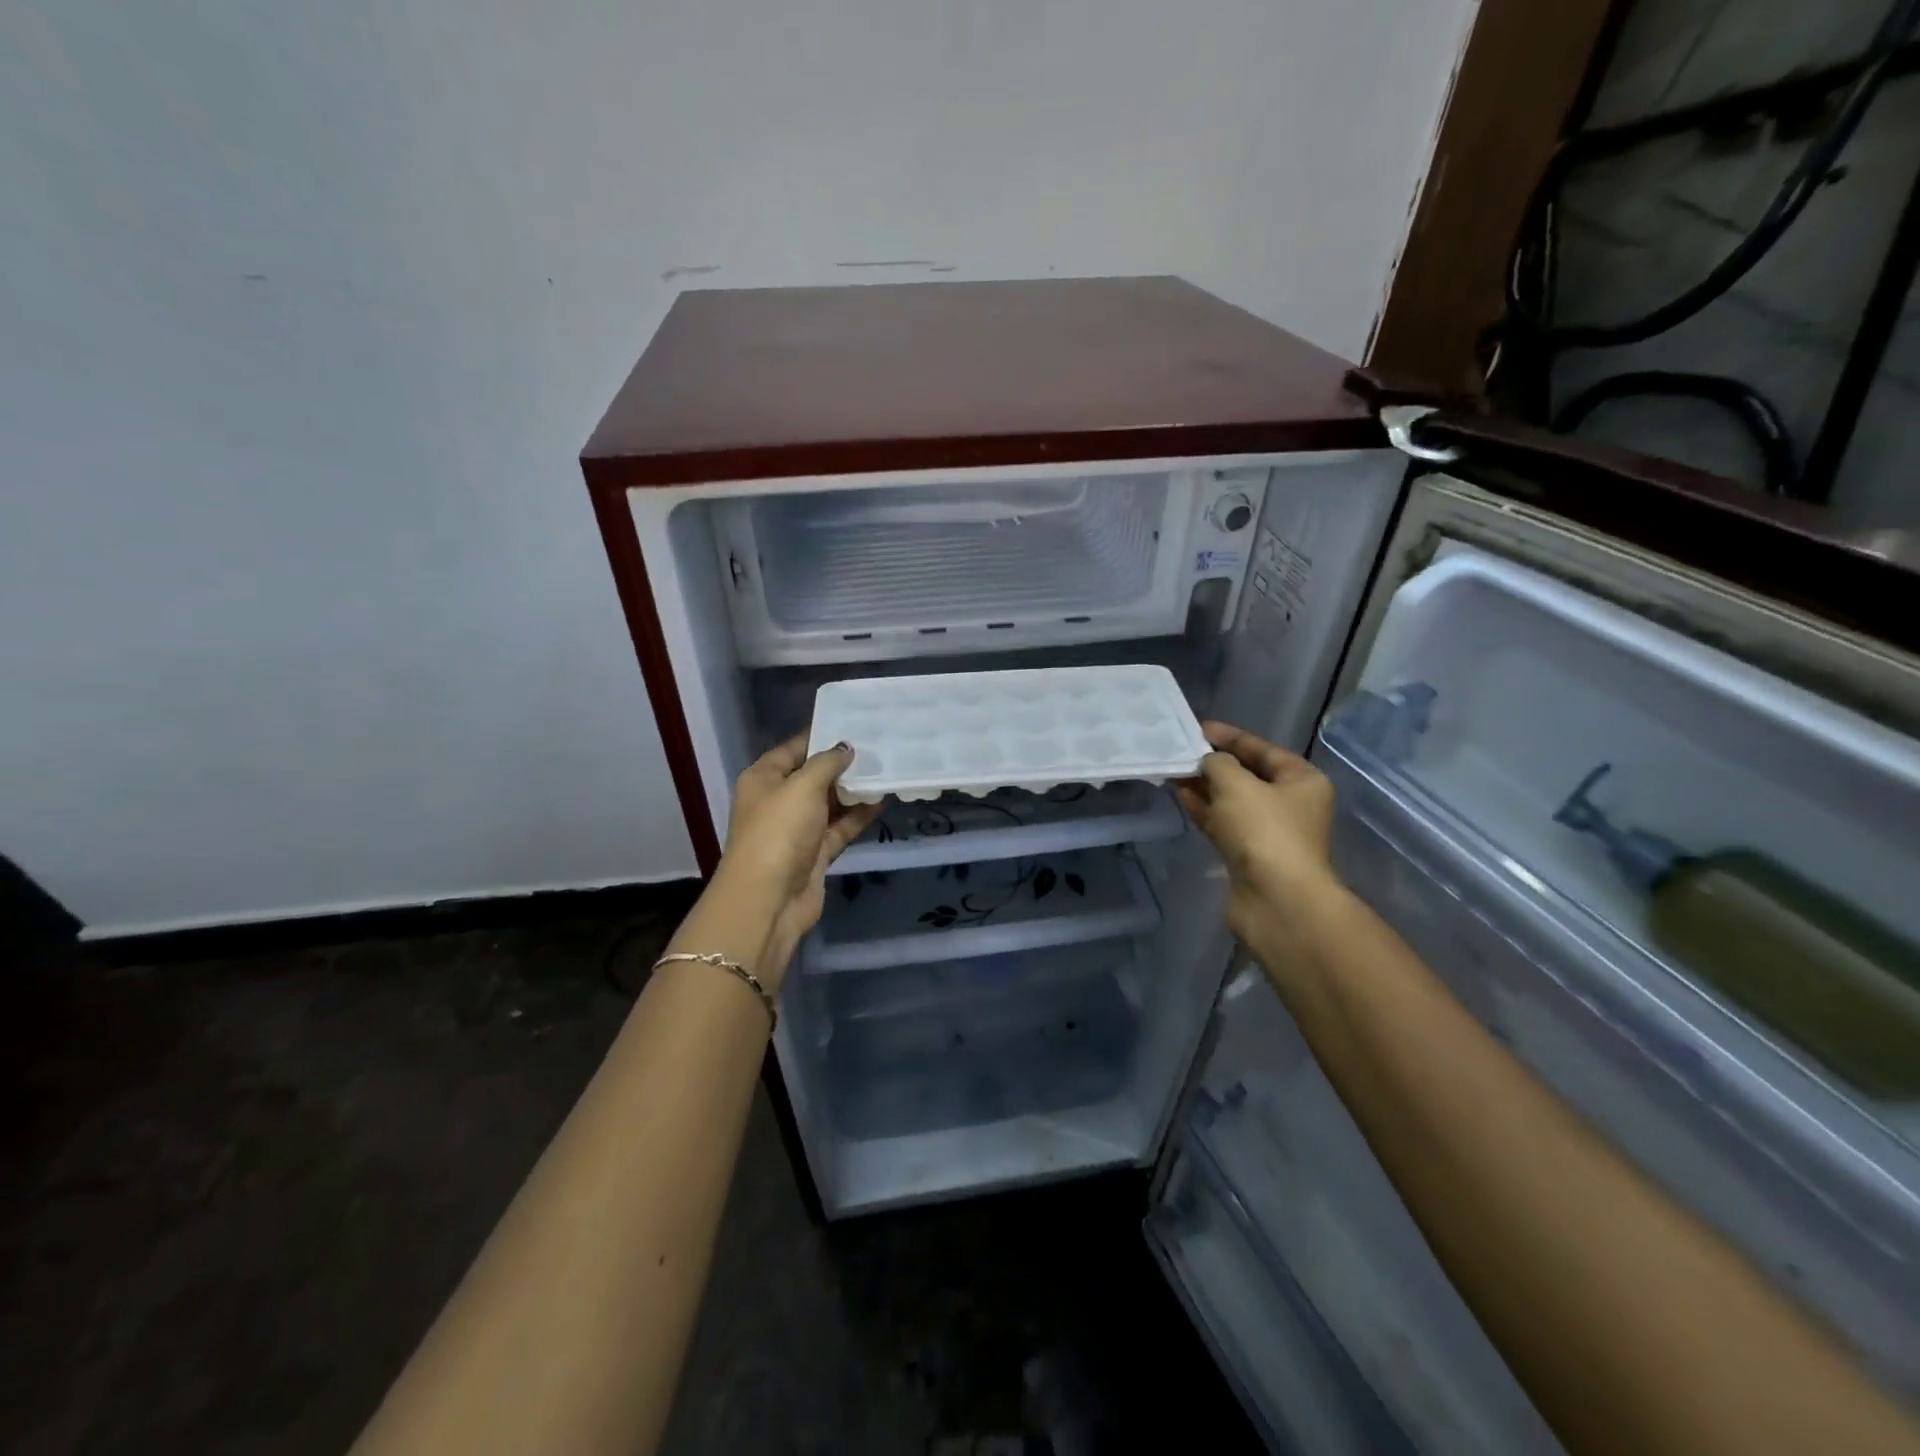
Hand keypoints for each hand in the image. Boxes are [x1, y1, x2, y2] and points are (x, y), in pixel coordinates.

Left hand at [714, 735, 883, 984]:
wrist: (769, 899)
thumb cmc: (779, 831)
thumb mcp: (802, 787)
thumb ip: (827, 763)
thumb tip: (846, 748)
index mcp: (764, 778)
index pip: (795, 748)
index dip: (822, 736)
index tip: (855, 724)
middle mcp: (778, 801)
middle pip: (814, 775)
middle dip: (843, 764)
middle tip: (879, 746)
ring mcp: (797, 829)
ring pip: (830, 803)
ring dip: (854, 790)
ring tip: (887, 770)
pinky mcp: (815, 853)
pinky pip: (840, 827)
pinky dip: (858, 816)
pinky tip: (882, 801)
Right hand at [1175, 721, 1342, 952]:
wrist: (1277, 901)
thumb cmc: (1264, 832)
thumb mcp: (1237, 785)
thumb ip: (1217, 764)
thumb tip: (1208, 763)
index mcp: (1301, 780)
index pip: (1262, 749)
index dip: (1229, 737)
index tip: (1197, 728)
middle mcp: (1290, 804)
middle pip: (1247, 775)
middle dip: (1213, 763)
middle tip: (1180, 751)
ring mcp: (1269, 832)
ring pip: (1232, 801)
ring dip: (1204, 787)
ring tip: (1173, 771)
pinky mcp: (1249, 855)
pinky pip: (1223, 823)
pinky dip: (1204, 810)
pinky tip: (1180, 797)